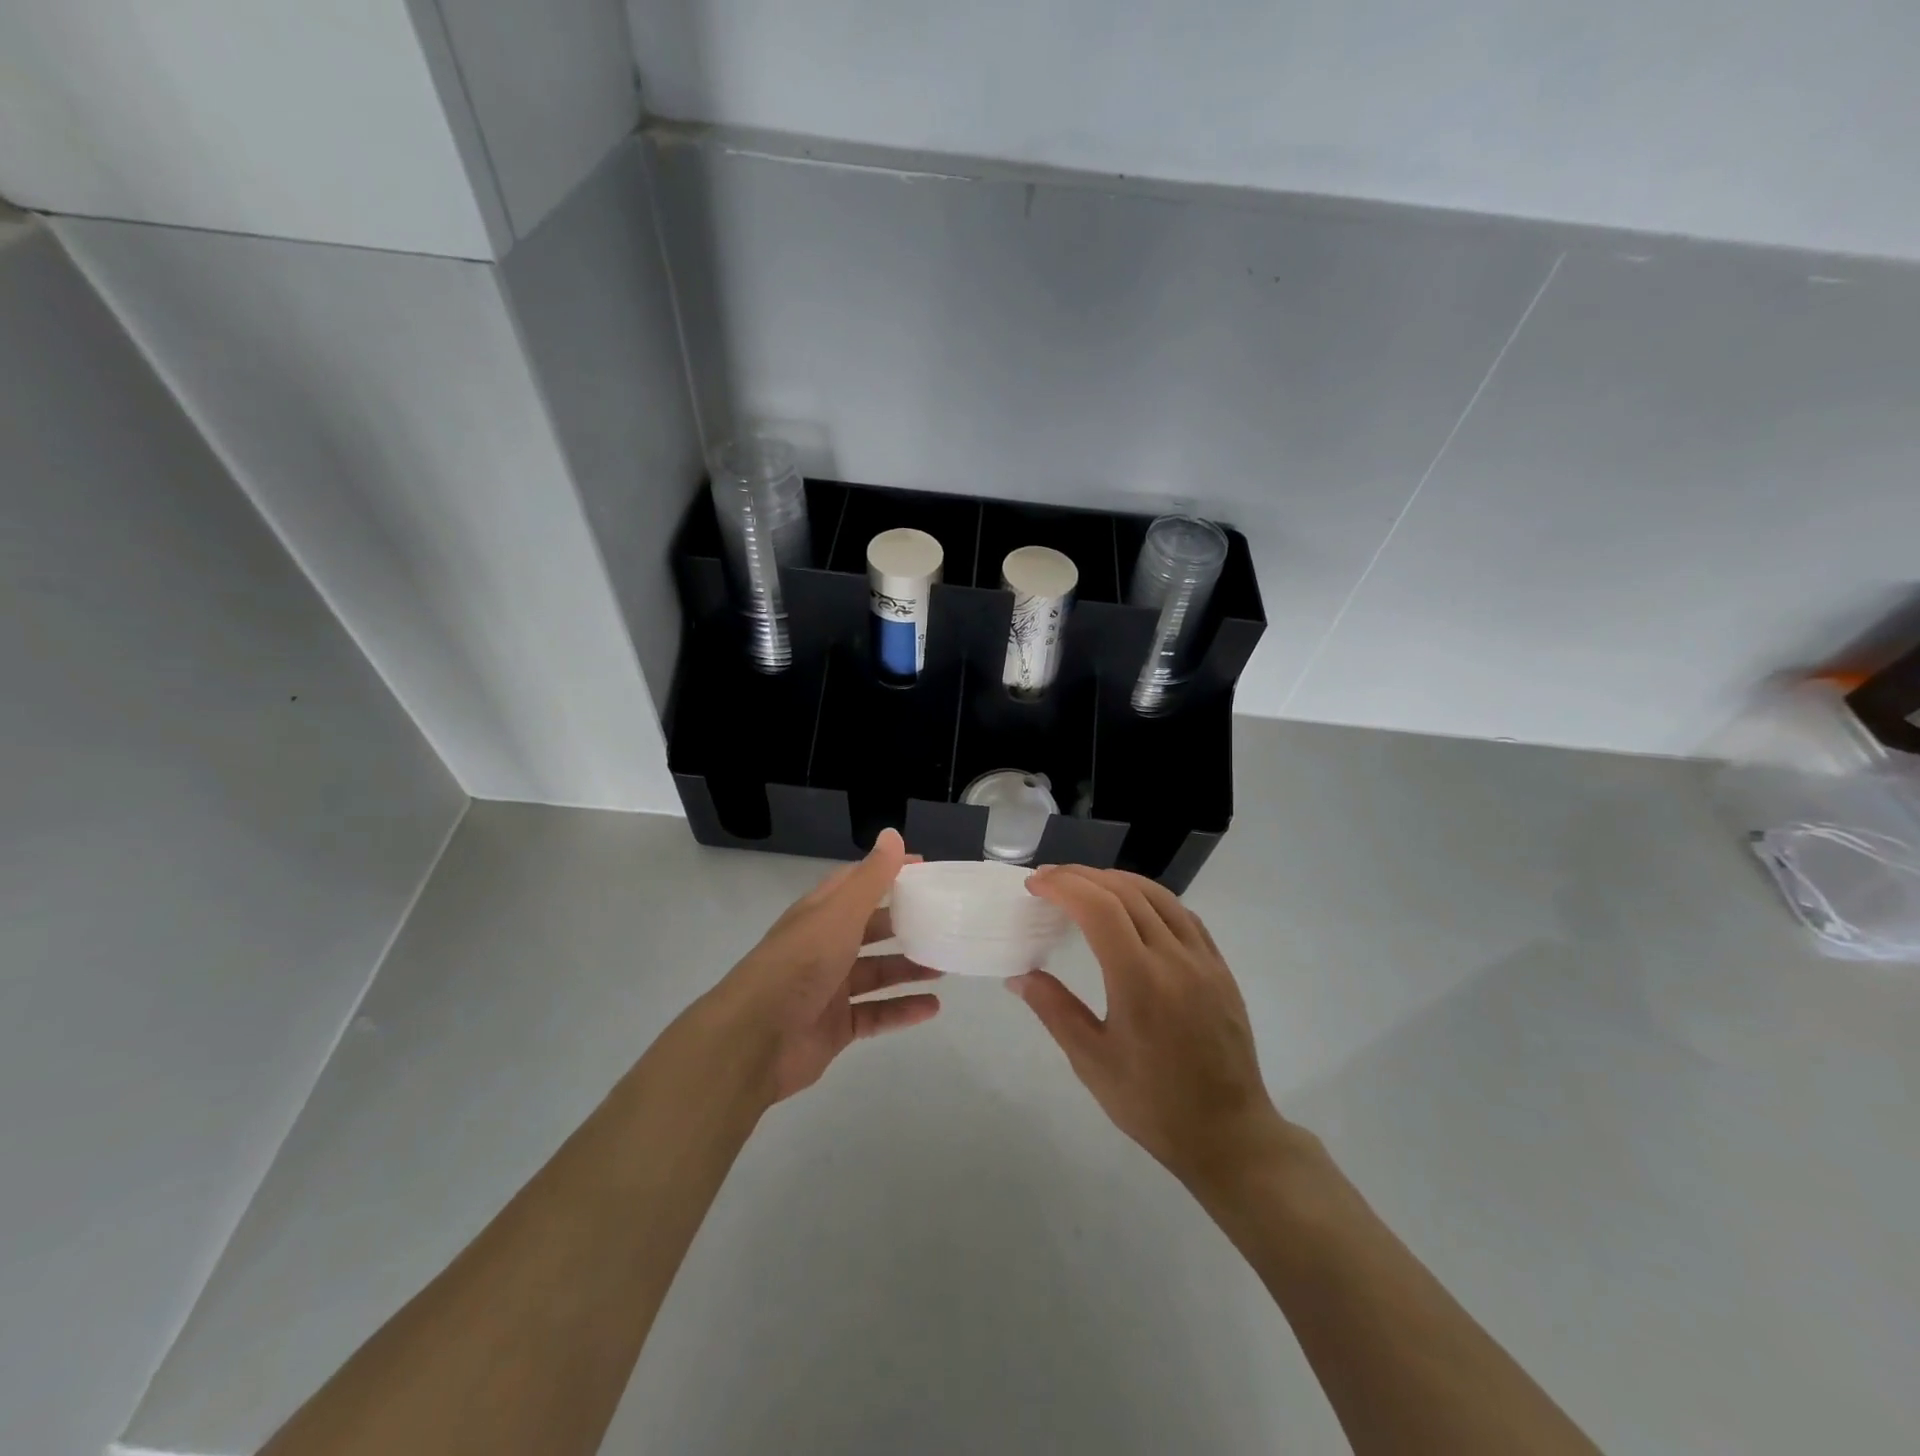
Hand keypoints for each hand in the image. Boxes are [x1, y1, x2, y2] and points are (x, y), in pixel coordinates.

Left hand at [706, 829, 940, 1103]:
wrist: (755, 1040)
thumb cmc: (800, 965)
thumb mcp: (839, 913)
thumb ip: (871, 878)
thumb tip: (893, 834)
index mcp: (820, 914)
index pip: (857, 884)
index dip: (889, 874)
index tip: (927, 871)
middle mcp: (823, 946)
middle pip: (870, 929)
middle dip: (904, 924)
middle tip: (943, 922)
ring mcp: (828, 988)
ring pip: (876, 972)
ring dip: (908, 968)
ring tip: (945, 966)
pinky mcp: (835, 1026)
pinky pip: (875, 1014)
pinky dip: (902, 1010)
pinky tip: (932, 1007)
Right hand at [1010, 866, 1290, 1191]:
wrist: (1229, 1134)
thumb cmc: (1153, 1104)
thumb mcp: (1093, 1062)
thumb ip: (1055, 1010)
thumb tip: (1019, 977)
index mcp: (1139, 980)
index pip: (1098, 908)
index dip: (1063, 886)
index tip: (1035, 885)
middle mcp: (1174, 958)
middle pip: (1125, 892)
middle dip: (1082, 876)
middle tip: (1049, 880)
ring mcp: (1203, 959)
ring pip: (1158, 895)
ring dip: (1116, 880)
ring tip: (1085, 884)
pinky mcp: (1220, 967)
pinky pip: (1183, 914)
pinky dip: (1151, 898)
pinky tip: (1134, 907)